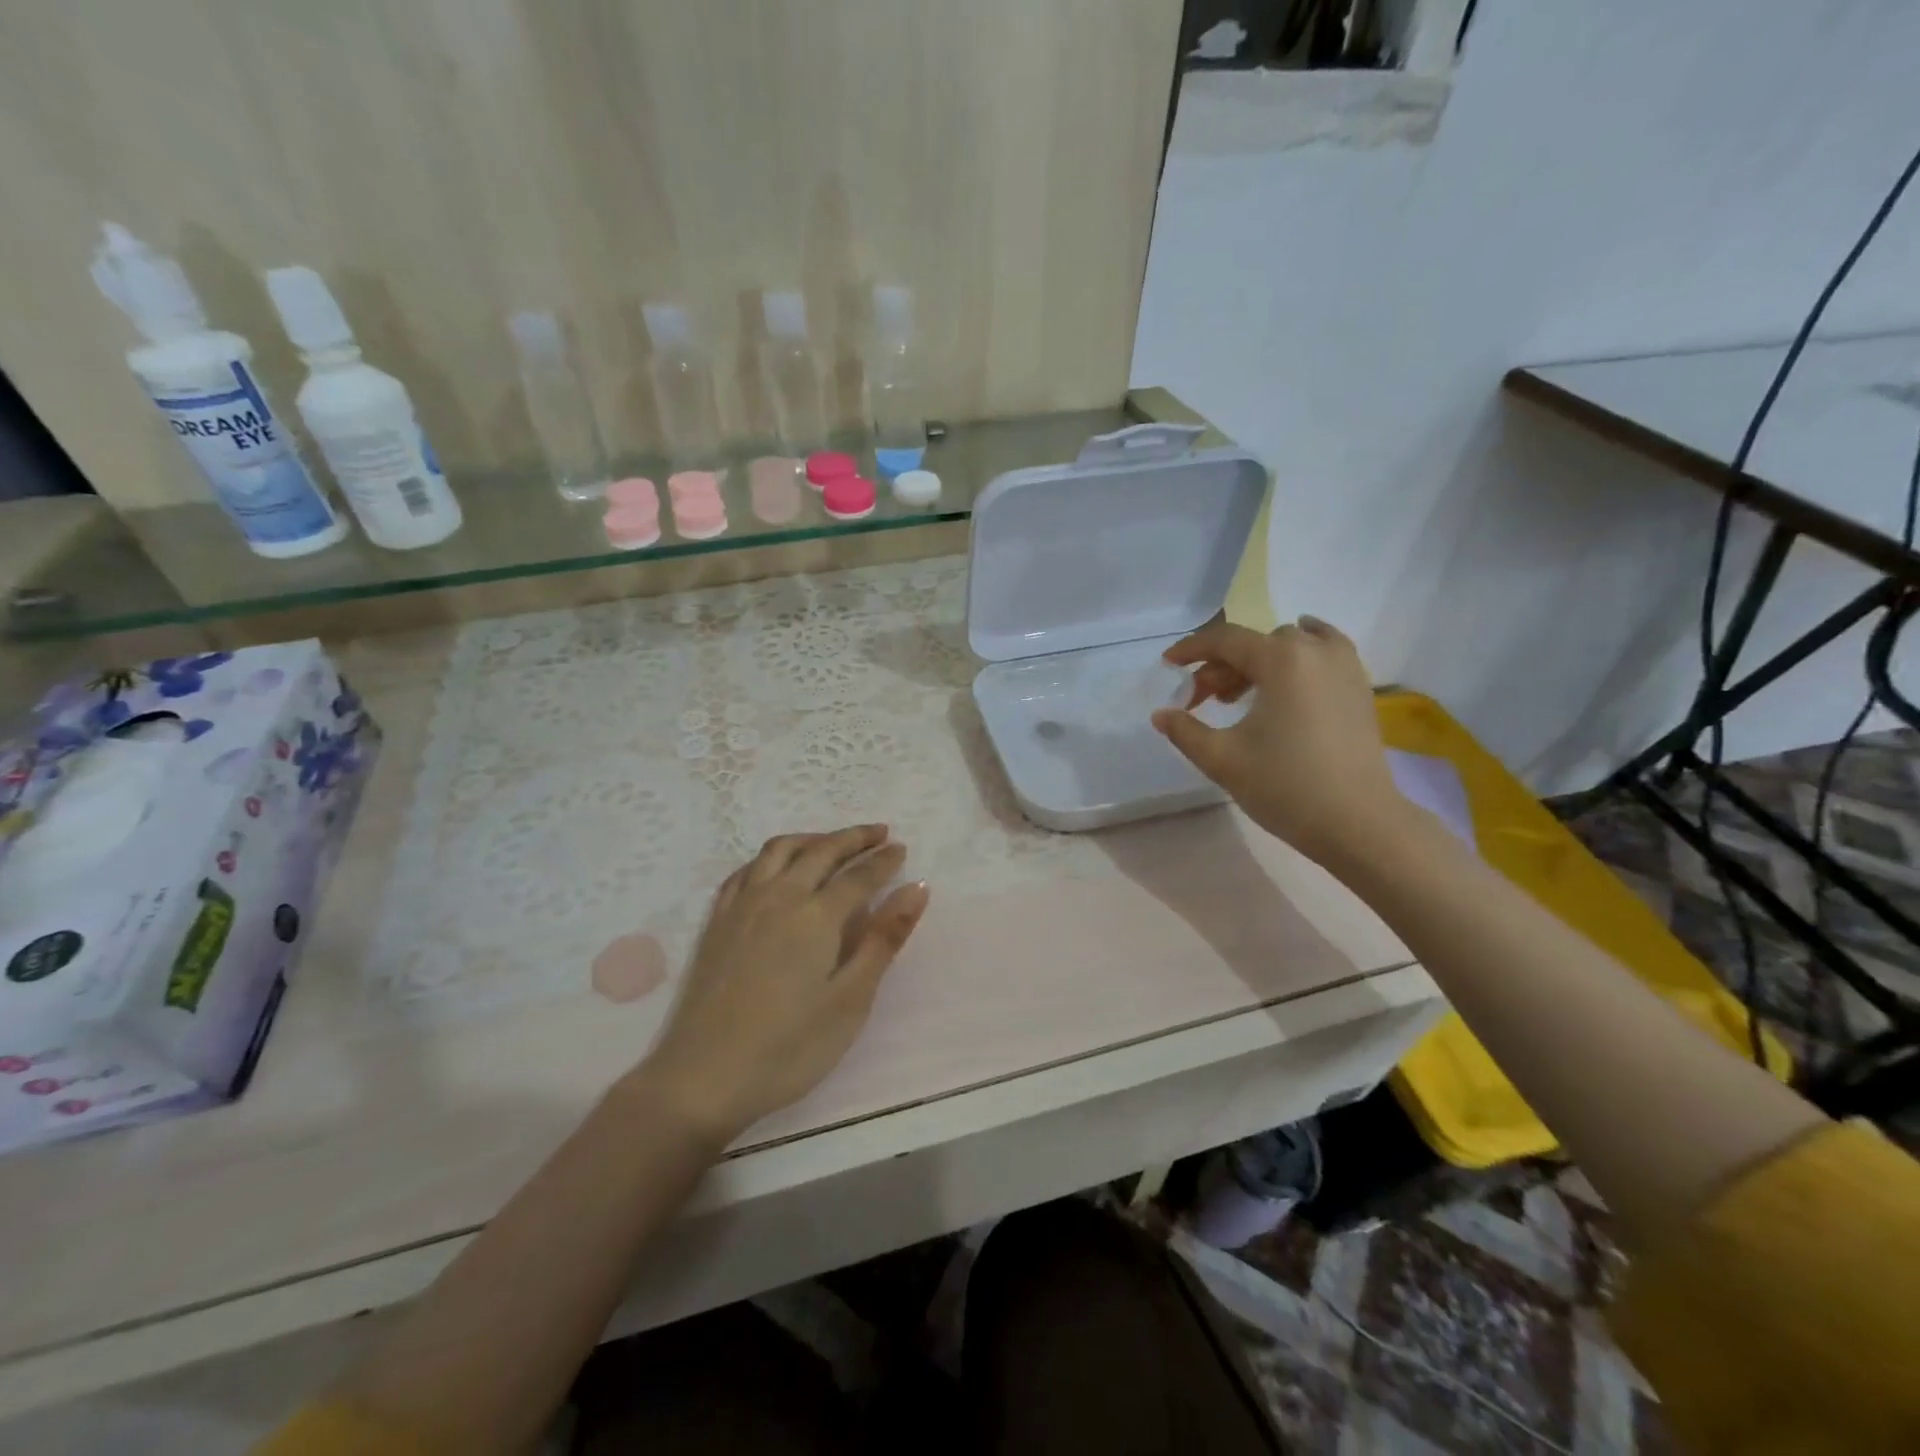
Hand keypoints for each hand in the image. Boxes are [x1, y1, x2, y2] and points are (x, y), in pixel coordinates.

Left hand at [641, 824, 928, 1140]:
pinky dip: (771, 857)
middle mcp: (779, 896)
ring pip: (780, 850)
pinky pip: (746, 869)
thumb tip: (917, 888)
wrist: (703, 1077)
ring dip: (812, 838)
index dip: (884, 860)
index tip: (902, 849)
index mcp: (816, 915)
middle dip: (854, 838)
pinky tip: (777, 869)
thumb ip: (884, 939)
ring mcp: (742, 905)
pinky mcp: (717, 921)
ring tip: (832, 842)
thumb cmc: (789, 1047)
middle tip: (879, 833)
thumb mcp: (850, 999)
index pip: (859, 874)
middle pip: (821, 850)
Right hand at [1151, 615, 1405, 866]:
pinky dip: (1299, 655)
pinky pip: (1323, 652)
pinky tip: (1289, 672)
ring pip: (1290, 646)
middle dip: (1222, 665)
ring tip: (1238, 697)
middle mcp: (1315, 651)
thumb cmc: (1285, 786)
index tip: (1168, 664)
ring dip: (1257, 662)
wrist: (1357, 822)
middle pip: (1256, 643)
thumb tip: (1161, 714)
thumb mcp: (1222, 759)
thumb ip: (1185, 731)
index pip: (1225, 640)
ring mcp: (1344, 666)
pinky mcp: (1359, 687)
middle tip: (1201, 700)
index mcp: (1281, 659)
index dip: (1191, 649)